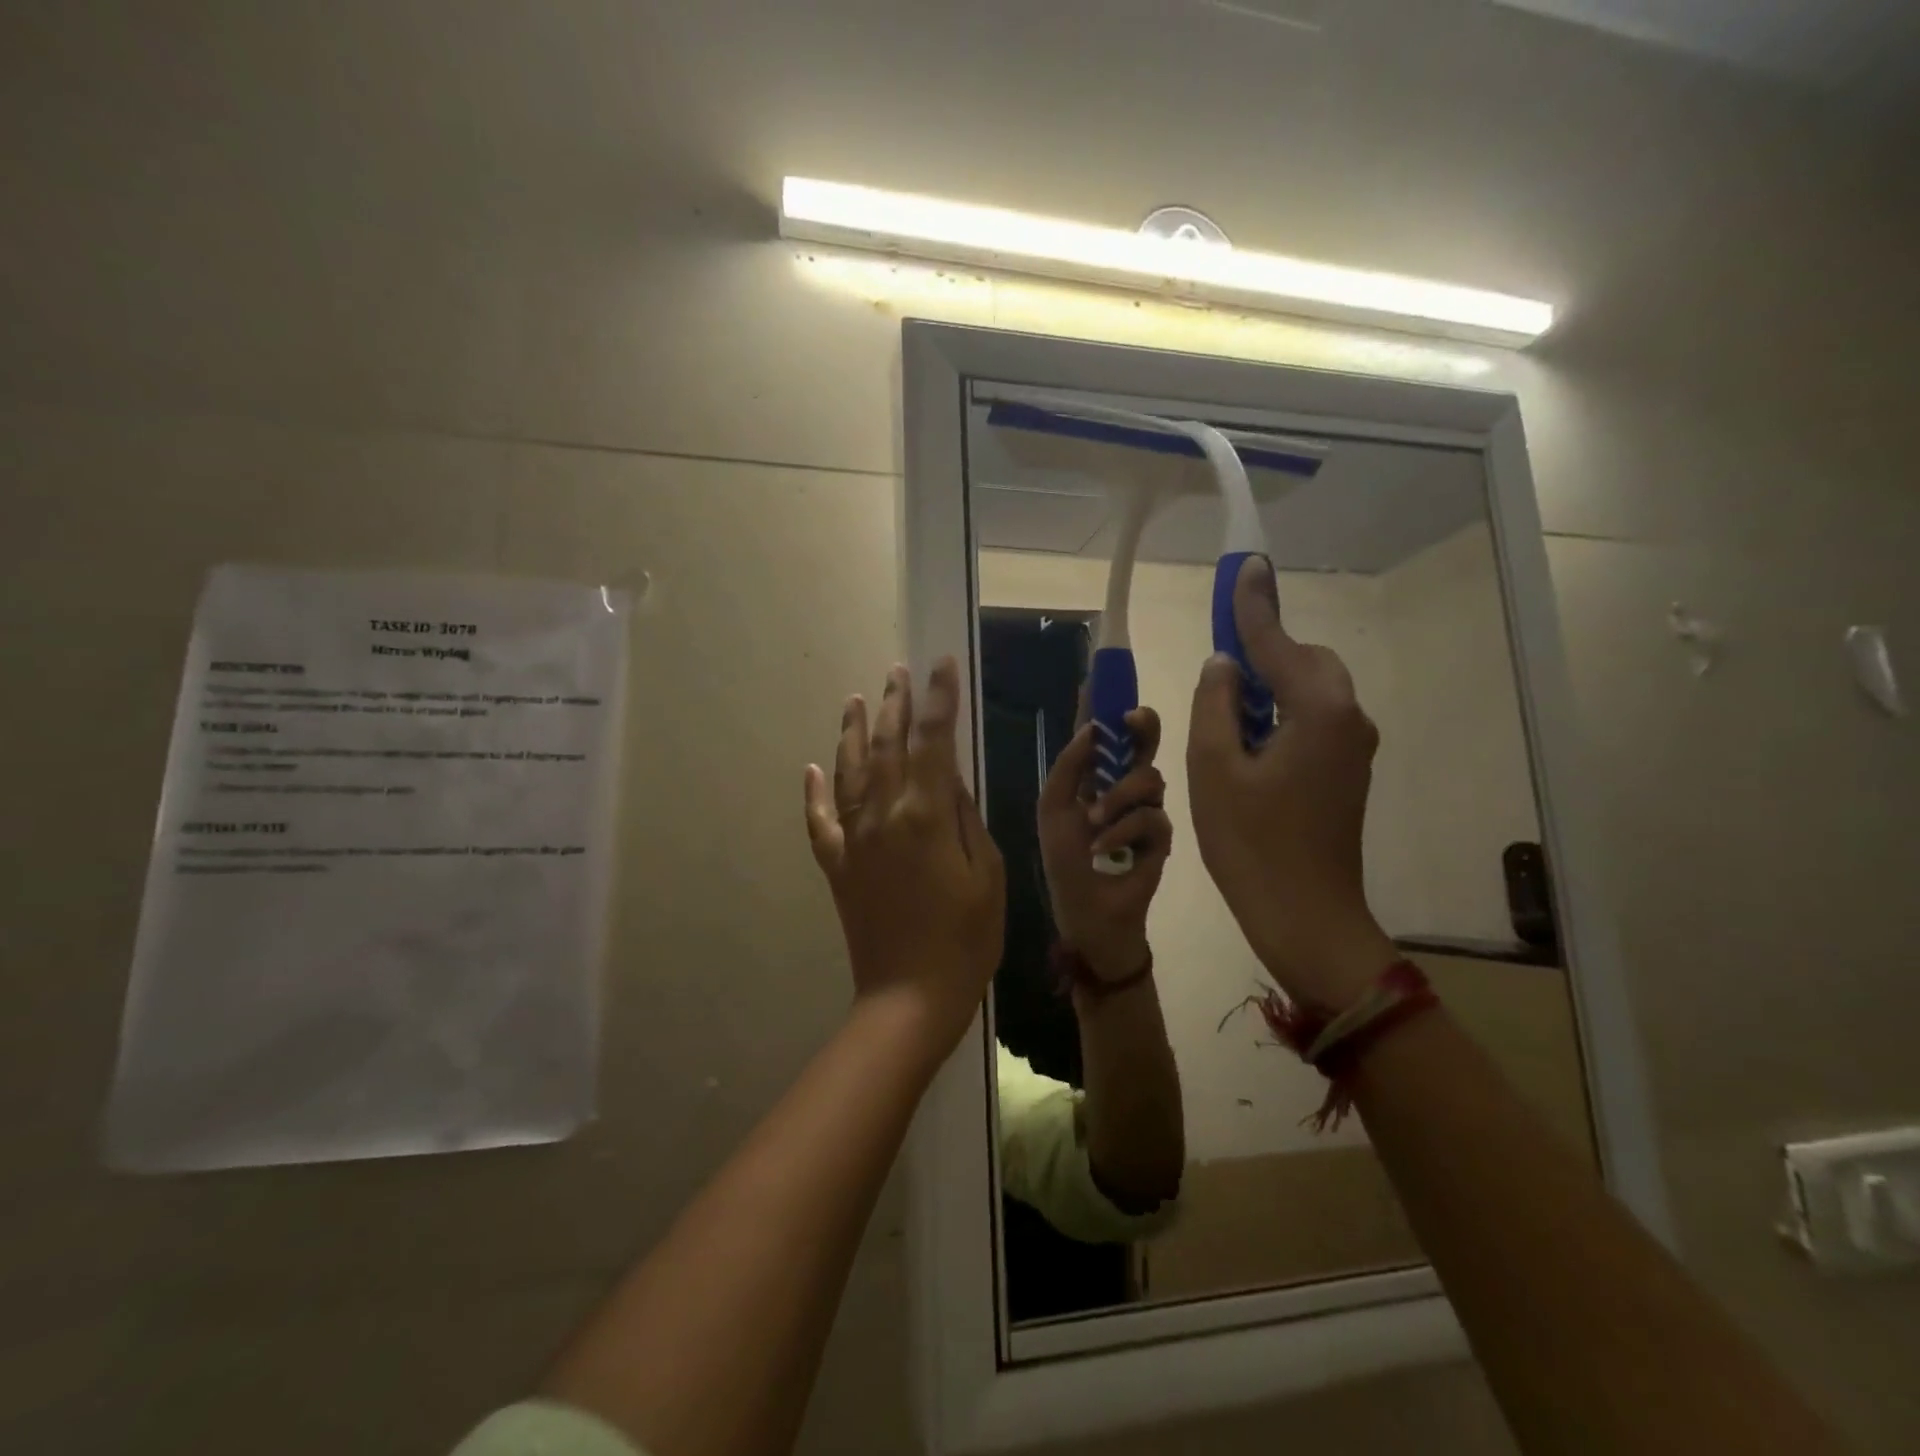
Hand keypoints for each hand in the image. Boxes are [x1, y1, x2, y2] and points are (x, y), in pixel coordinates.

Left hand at [805, 659, 1005, 1054]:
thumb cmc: (966, 939)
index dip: (937, 699)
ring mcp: (855, 840)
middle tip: (898, 672)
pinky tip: (811, 769)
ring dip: (852, 732)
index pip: (933, 741)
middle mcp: (884, 816)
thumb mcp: (989, 874)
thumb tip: (952, 780)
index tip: (940, 665)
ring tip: (856, 699)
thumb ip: (967, 819)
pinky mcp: (837, 866)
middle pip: (886, 746)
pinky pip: (820, 821)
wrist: (909, 997)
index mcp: (927, 815)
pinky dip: (814, 793)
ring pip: (849, 772)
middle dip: (894, 704)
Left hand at [1037, 706, 1170, 981]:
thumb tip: (1092, 727)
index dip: (1103, 705)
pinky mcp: (1161, 838)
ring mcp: (1145, 811)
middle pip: (1141, 743)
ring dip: (1120, 796)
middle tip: (1133, 720)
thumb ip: (1069, 767)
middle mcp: (1122, 786)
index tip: (1104, 676)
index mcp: (1093, 776)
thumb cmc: (1065, 861)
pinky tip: (1105, 847)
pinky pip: (1153, 818)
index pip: (1102, 734)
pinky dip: (1125, 830)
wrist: (1087, 913)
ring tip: (1096, 820)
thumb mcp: (1054, 808)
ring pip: (1150, 778)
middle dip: (1140, 727)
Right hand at [1187, 556, 1395, 1010]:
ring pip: (1309, 692)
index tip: (1244, 563)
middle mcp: (1348, 719)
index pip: (1276, 643)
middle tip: (1218, 667)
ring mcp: (1352, 748)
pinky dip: (1279, 714)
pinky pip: (1312, 720)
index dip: (1253, 604)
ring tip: (1224, 710)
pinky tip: (1247, 739)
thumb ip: (1217, 703)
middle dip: (1263, 652)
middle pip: (1305, 662)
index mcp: (1318, 711)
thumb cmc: (1251, 842)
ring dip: (1269, 686)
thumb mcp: (1214, 767)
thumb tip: (1225, 665)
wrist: (1305, 915)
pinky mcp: (1345, 772)